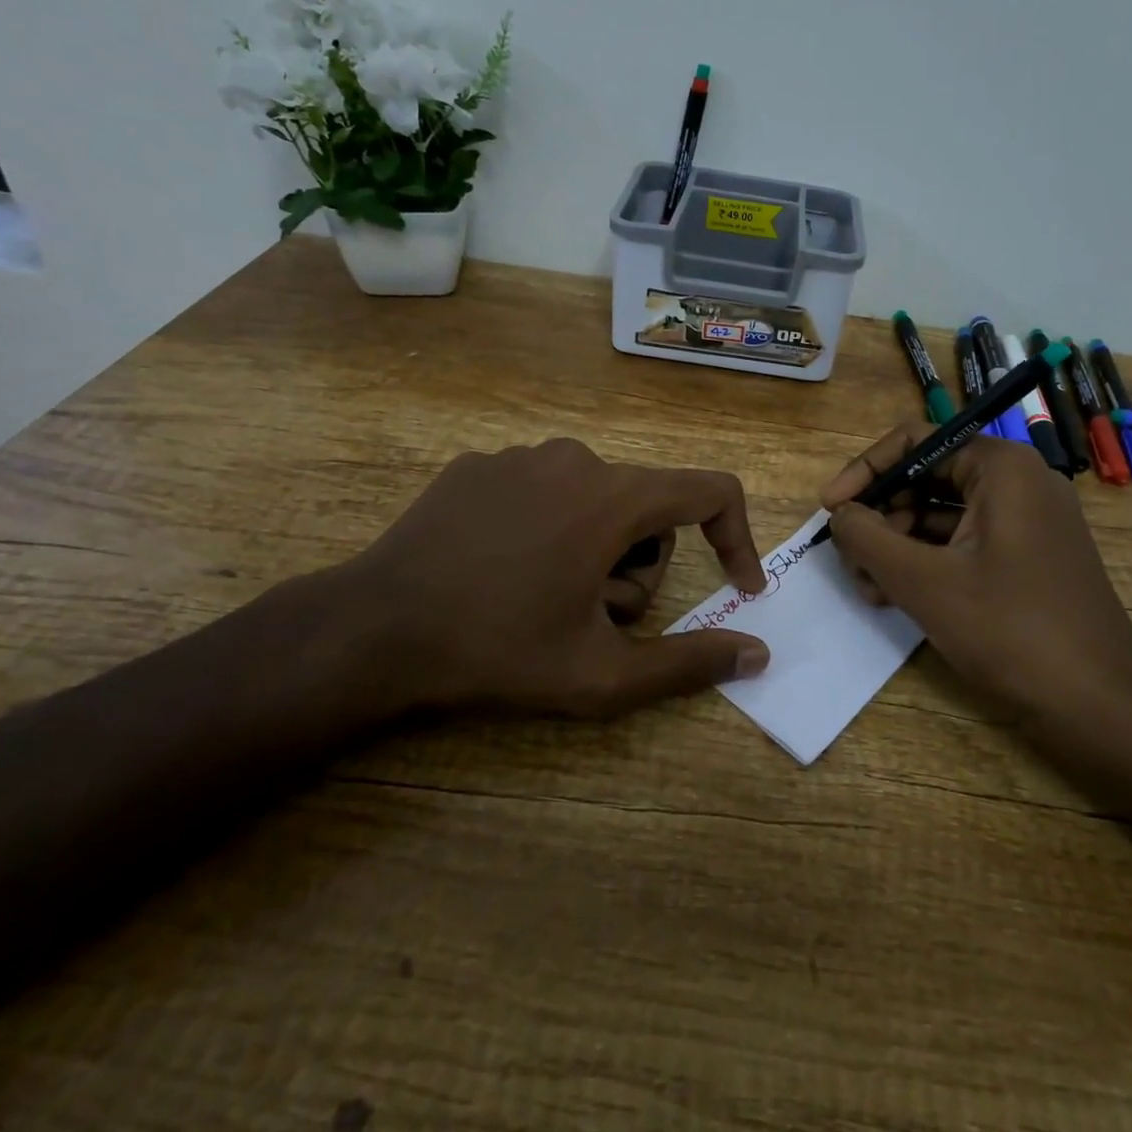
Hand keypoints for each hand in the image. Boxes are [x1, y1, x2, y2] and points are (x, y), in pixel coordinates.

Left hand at [316, 439, 771, 720]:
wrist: (373, 631)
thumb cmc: (498, 651)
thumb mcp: (602, 675)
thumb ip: (689, 663)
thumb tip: (758, 653)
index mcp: (614, 498)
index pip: (710, 492)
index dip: (736, 537)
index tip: (737, 586)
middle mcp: (575, 458)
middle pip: (648, 508)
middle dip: (638, 566)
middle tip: (592, 617)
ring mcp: (521, 455)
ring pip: (597, 498)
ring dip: (594, 548)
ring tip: (544, 596)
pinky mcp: (479, 463)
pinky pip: (544, 490)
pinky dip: (547, 528)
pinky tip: (501, 570)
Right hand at [819, 424, 1131, 740]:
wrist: (1101, 707)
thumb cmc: (1010, 630)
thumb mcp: (924, 581)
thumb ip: (868, 538)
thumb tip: (840, 515)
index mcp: (1001, 468)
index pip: (915, 442)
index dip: (865, 471)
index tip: (830, 508)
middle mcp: (1017, 482)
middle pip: (926, 478)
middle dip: (880, 516)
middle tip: (847, 557)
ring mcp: (1026, 522)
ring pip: (940, 514)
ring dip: (896, 545)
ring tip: (866, 586)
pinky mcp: (1026, 557)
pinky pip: (963, 542)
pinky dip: (926, 562)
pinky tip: (894, 596)